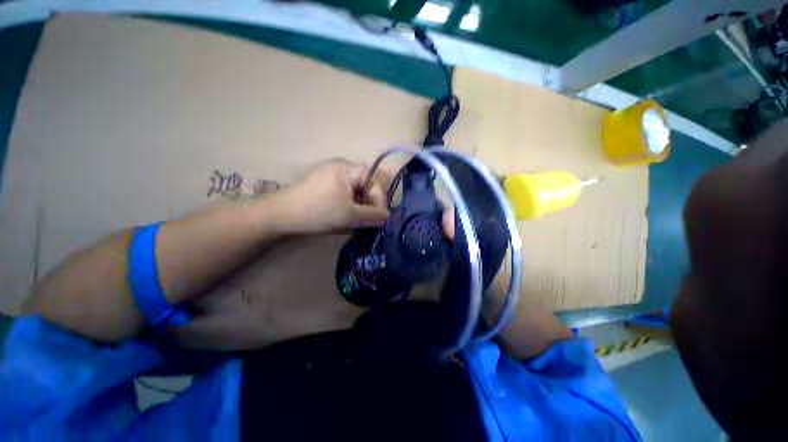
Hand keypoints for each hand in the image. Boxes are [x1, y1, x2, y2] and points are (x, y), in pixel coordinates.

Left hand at [275, 159, 389, 233]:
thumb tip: (387, 216)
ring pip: (356, 192)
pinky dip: (350, 207)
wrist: (281, 217)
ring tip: (358, 222)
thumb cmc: (318, 211)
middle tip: (370, 220)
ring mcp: (331, 177)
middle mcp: (340, 168)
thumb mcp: (350, 215)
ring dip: (360, 207)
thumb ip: (373, 215)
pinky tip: (346, 219)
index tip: (380, 217)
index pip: (373, 179)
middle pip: (365, 185)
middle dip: (369, 204)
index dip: (379, 198)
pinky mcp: (325, 187)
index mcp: (347, 168)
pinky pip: (345, 195)